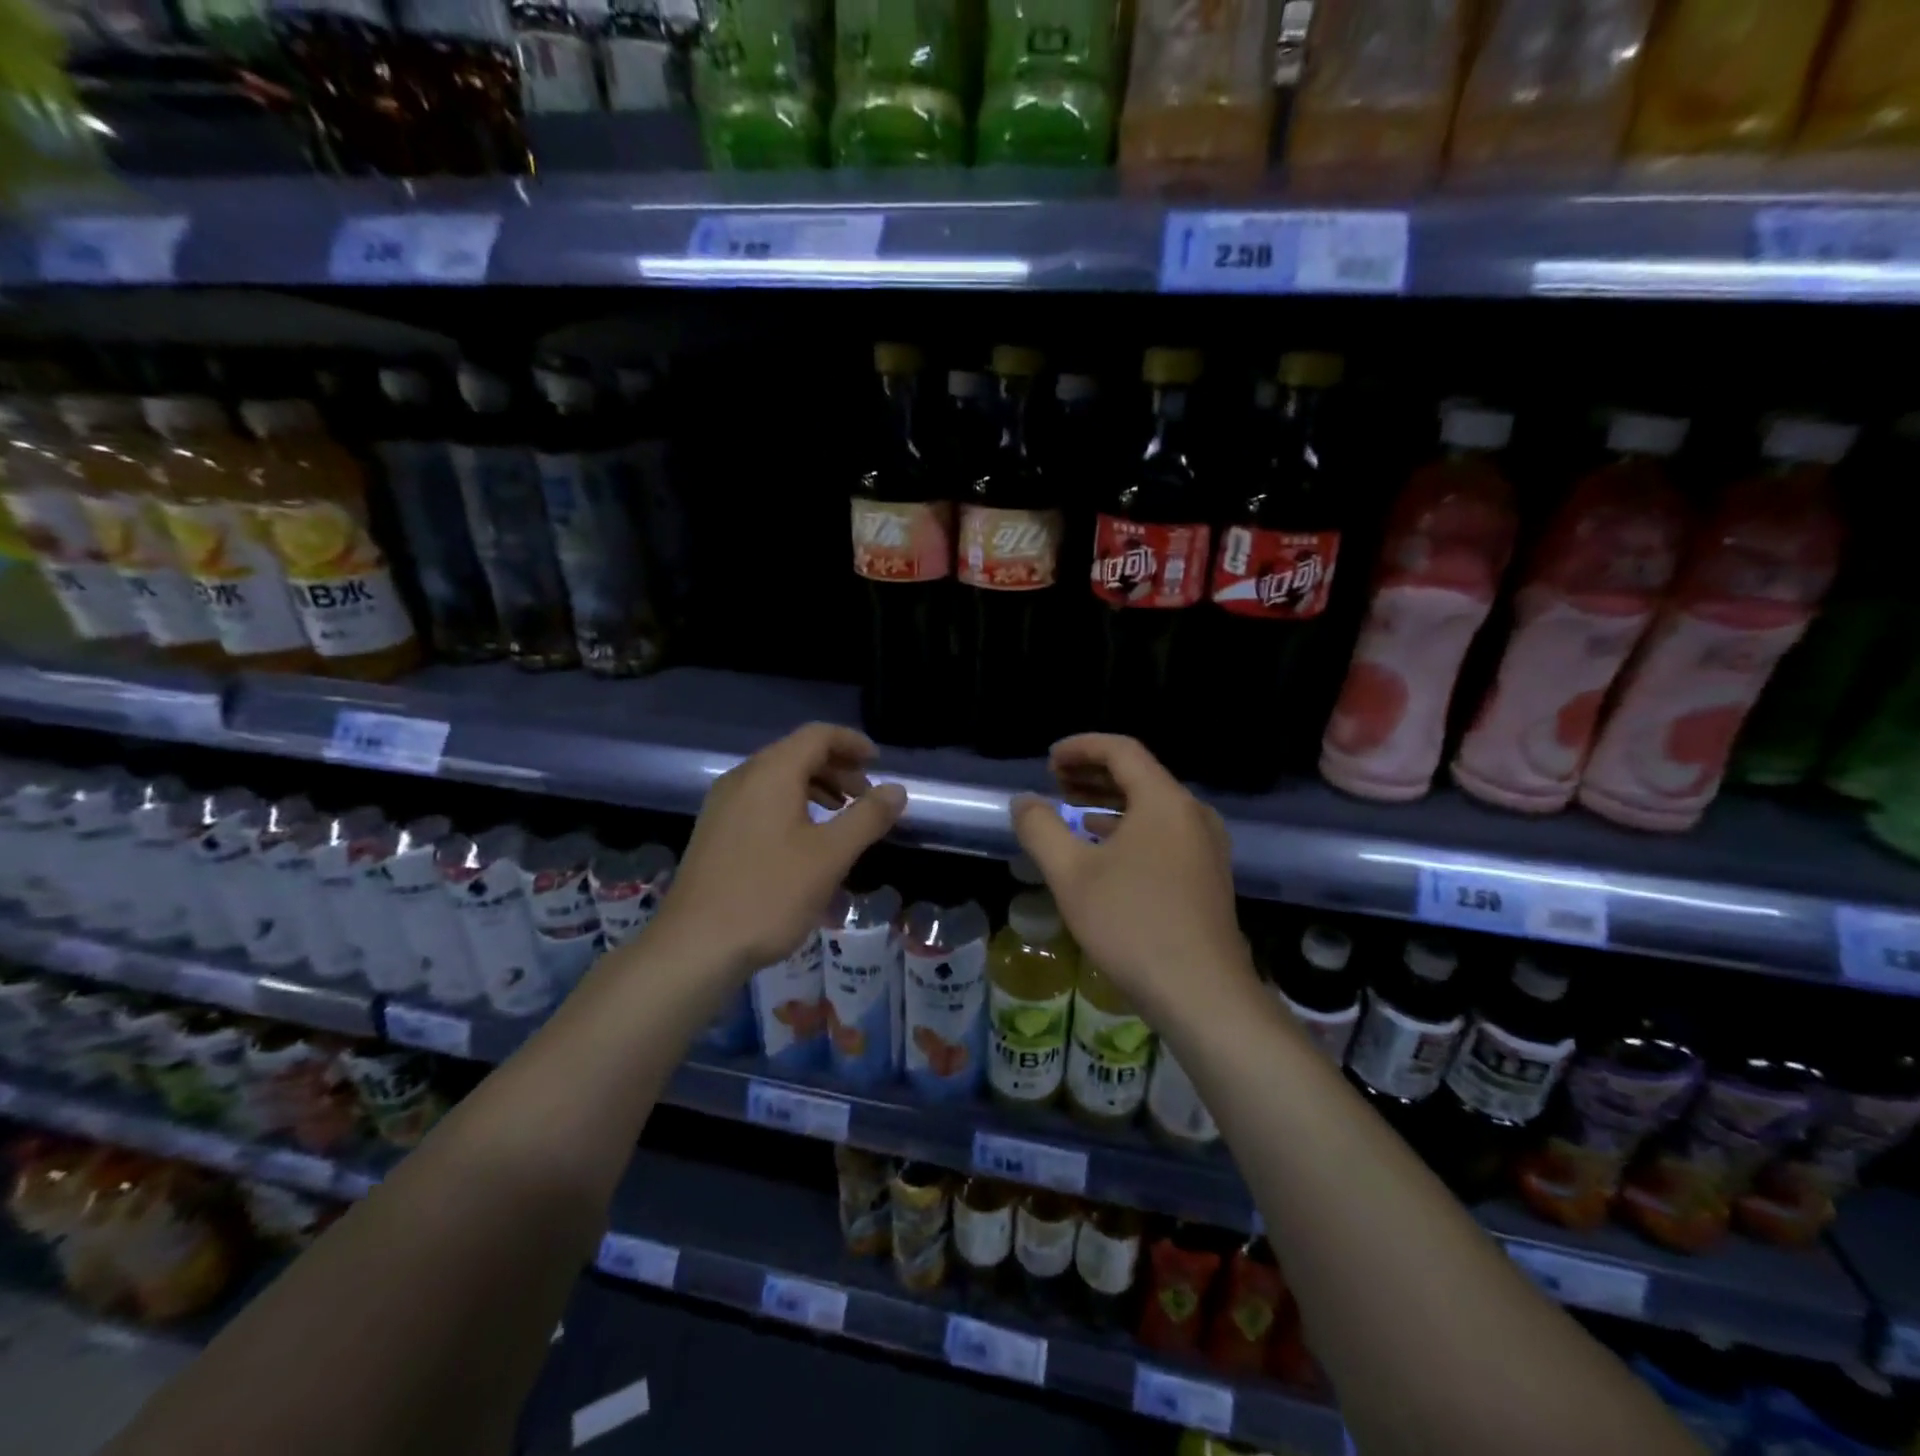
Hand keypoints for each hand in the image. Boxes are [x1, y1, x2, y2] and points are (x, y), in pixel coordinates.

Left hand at [648, 723, 905, 978]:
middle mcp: (743, 778)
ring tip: (841, 816)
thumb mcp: (831, 856)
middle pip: (796, 753)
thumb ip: (867, 817)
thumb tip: (896, 789)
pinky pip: (760, 800)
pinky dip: (791, 804)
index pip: (817, 736)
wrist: (694, 946)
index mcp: (771, 773)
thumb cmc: (769, 894)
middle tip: (865, 796)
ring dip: (815, 787)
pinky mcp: (714, 831)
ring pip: (777, 778)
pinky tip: (804, 840)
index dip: (851, 743)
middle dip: (836, 768)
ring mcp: (723, 805)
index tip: (878, 762)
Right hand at [1010, 734, 1251, 1021]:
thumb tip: (1023, 801)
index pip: (1121, 751)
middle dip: (1093, 772)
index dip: (1081, 747)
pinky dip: (1130, 828)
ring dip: (1111, 800)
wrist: (1201, 993)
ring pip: (1152, 806)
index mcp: (1164, 801)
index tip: (1048, 759)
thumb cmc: (1132, 924)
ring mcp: (1206, 846)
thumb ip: (1041, 829)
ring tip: (1073, 808)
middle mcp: (1192, 814)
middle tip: (1055, 780)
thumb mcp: (1072, 874)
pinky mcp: (1207, 875)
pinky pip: (1164, 832)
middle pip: (1139, 775)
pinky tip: (1105, 849)